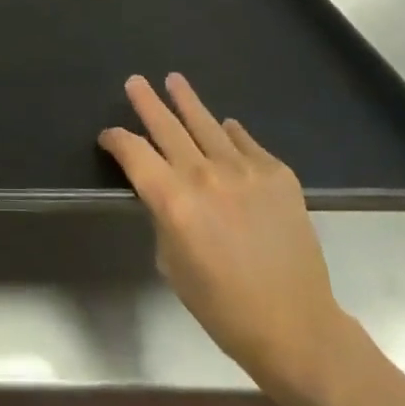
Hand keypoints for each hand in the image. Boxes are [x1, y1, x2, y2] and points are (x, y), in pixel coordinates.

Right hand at [100, 74, 354, 403]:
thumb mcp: (172, 263)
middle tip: (135, 81)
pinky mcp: (277, 173)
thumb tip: (167, 191)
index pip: (134, 153)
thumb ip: (164, 216)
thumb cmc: (222, 306)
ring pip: (207, 123)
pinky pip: (245, 142)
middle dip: (147, 102)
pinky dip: (230, 133)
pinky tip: (225, 126)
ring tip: (174, 80)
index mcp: (173, 200)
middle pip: (167, 127)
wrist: (295, 325)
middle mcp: (205, 175)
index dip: (116, 140)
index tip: (108, 136)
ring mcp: (245, 169)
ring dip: (187, 101)